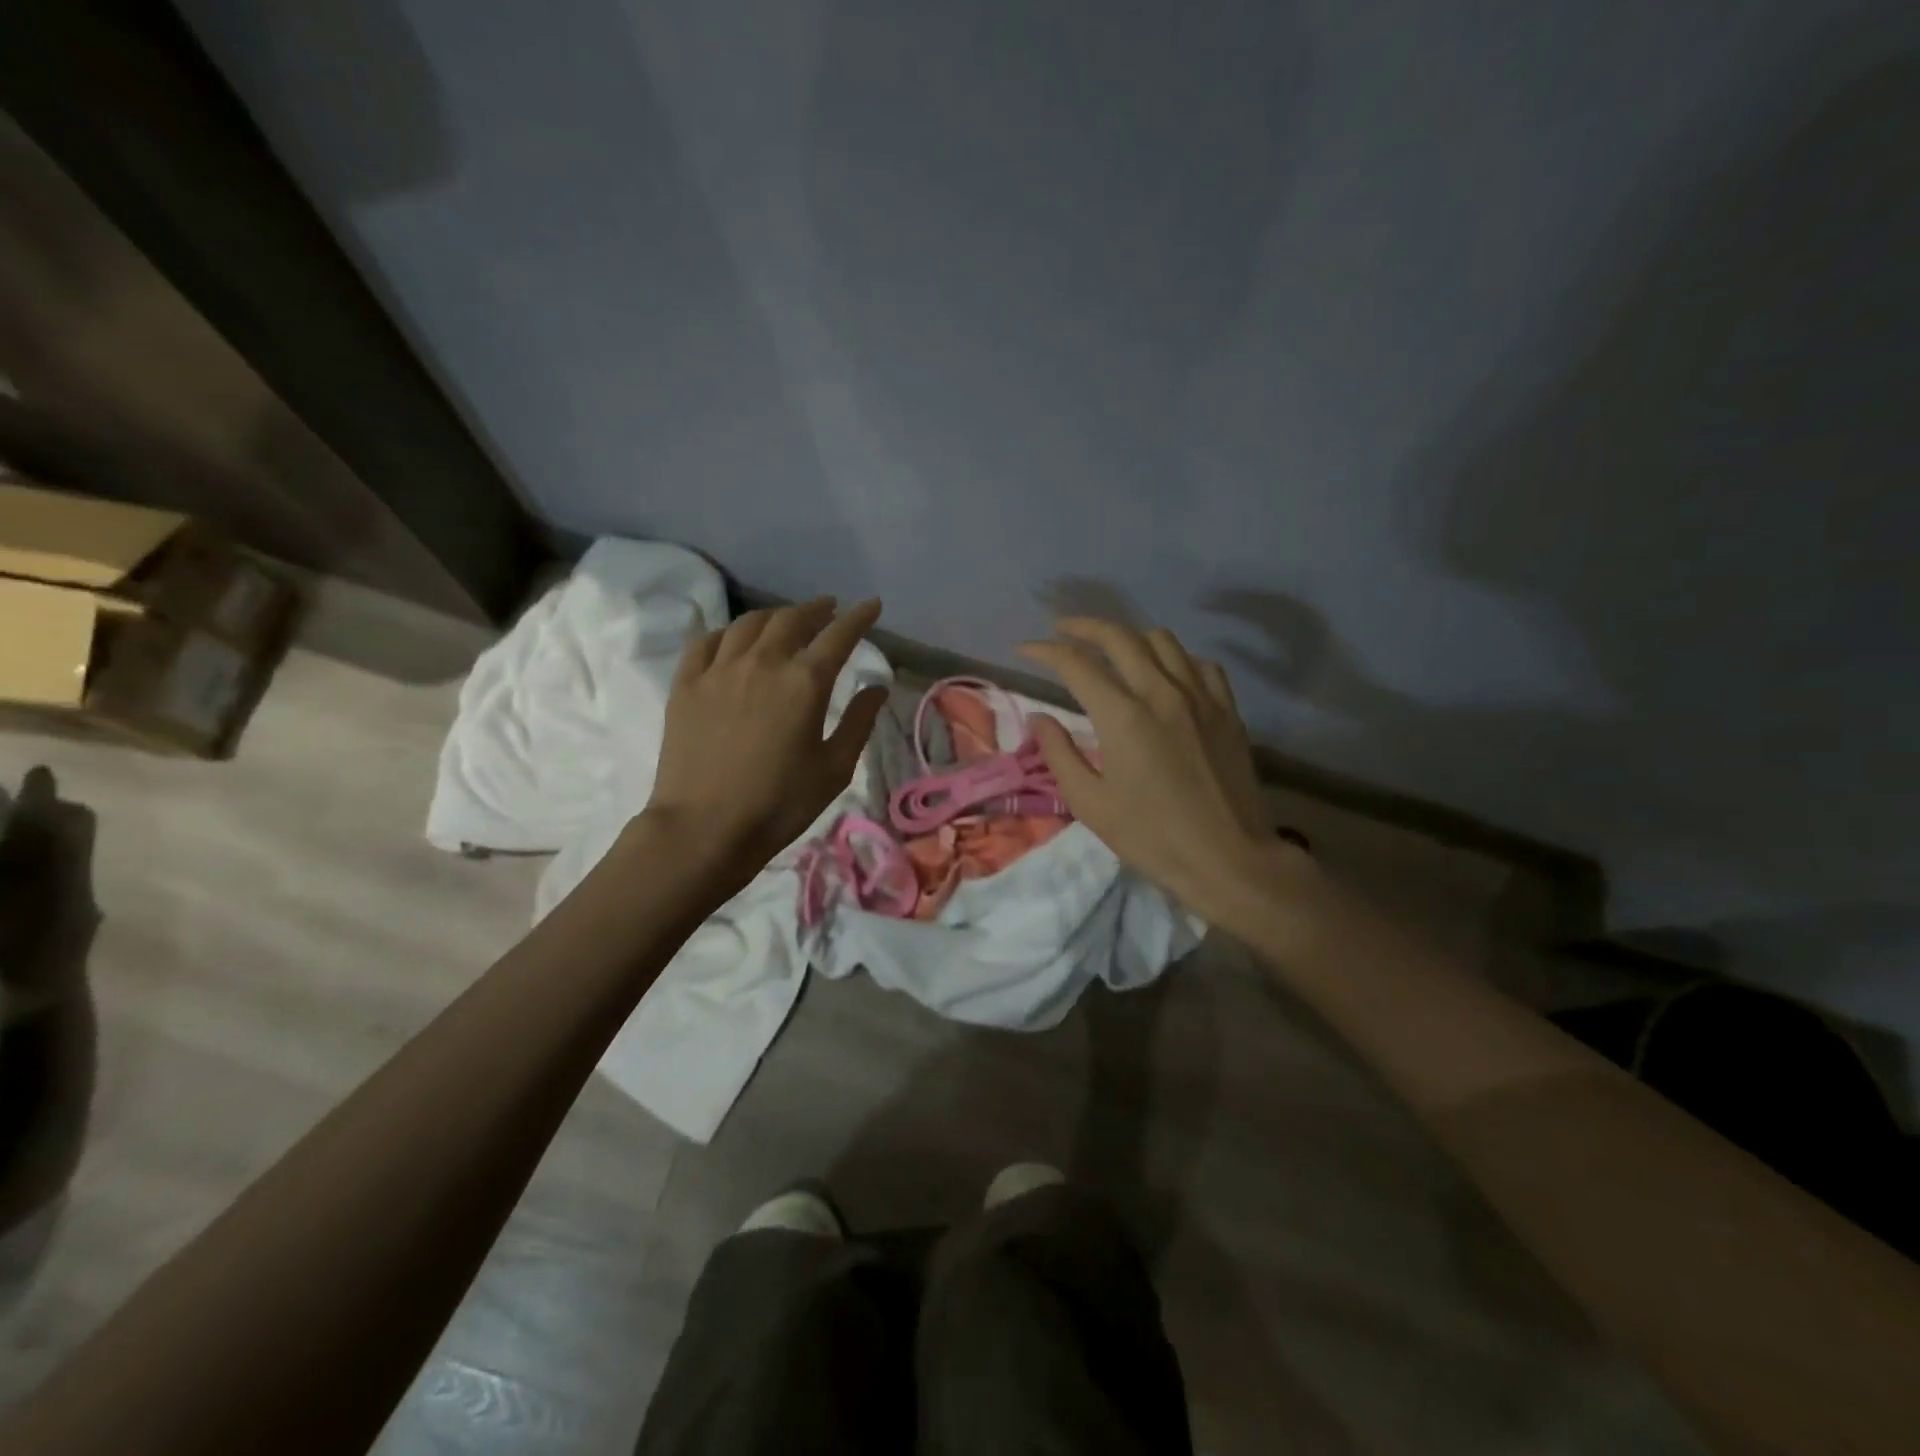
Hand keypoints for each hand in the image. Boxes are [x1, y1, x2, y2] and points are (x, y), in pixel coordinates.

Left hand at [646, 598, 886, 885]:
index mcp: (805, 682)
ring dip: (774, 616)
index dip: (859, 617)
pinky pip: (706, 641)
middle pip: (792, 619)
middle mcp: (763, 663)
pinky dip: (727, 632)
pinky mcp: (686, 684)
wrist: (704, 828)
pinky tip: (733, 640)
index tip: (872, 605)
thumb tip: (877, 687)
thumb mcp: (834, 770)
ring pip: (749, 623)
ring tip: (785, 621)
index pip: (839, 635)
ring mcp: (719, 670)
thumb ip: (859, 722)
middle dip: (816, 609)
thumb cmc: (779, 804)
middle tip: (828, 610)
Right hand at [1018, 619, 1308, 926]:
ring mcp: (1200, 696)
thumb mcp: (1091, 803)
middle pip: (1118, 637)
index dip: (1044, 651)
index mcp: (1123, 716)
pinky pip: (1199, 663)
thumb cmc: (1152, 837)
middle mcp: (1161, 692)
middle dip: (1082, 627)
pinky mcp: (1226, 709)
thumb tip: (1040, 718)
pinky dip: (1173, 657)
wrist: (1228, 858)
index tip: (1024, 650)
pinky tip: (1164, 671)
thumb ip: (1059, 753)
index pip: (1075, 663)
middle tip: (1060, 630)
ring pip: (1162, 640)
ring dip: (1128, 636)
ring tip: (1110, 648)